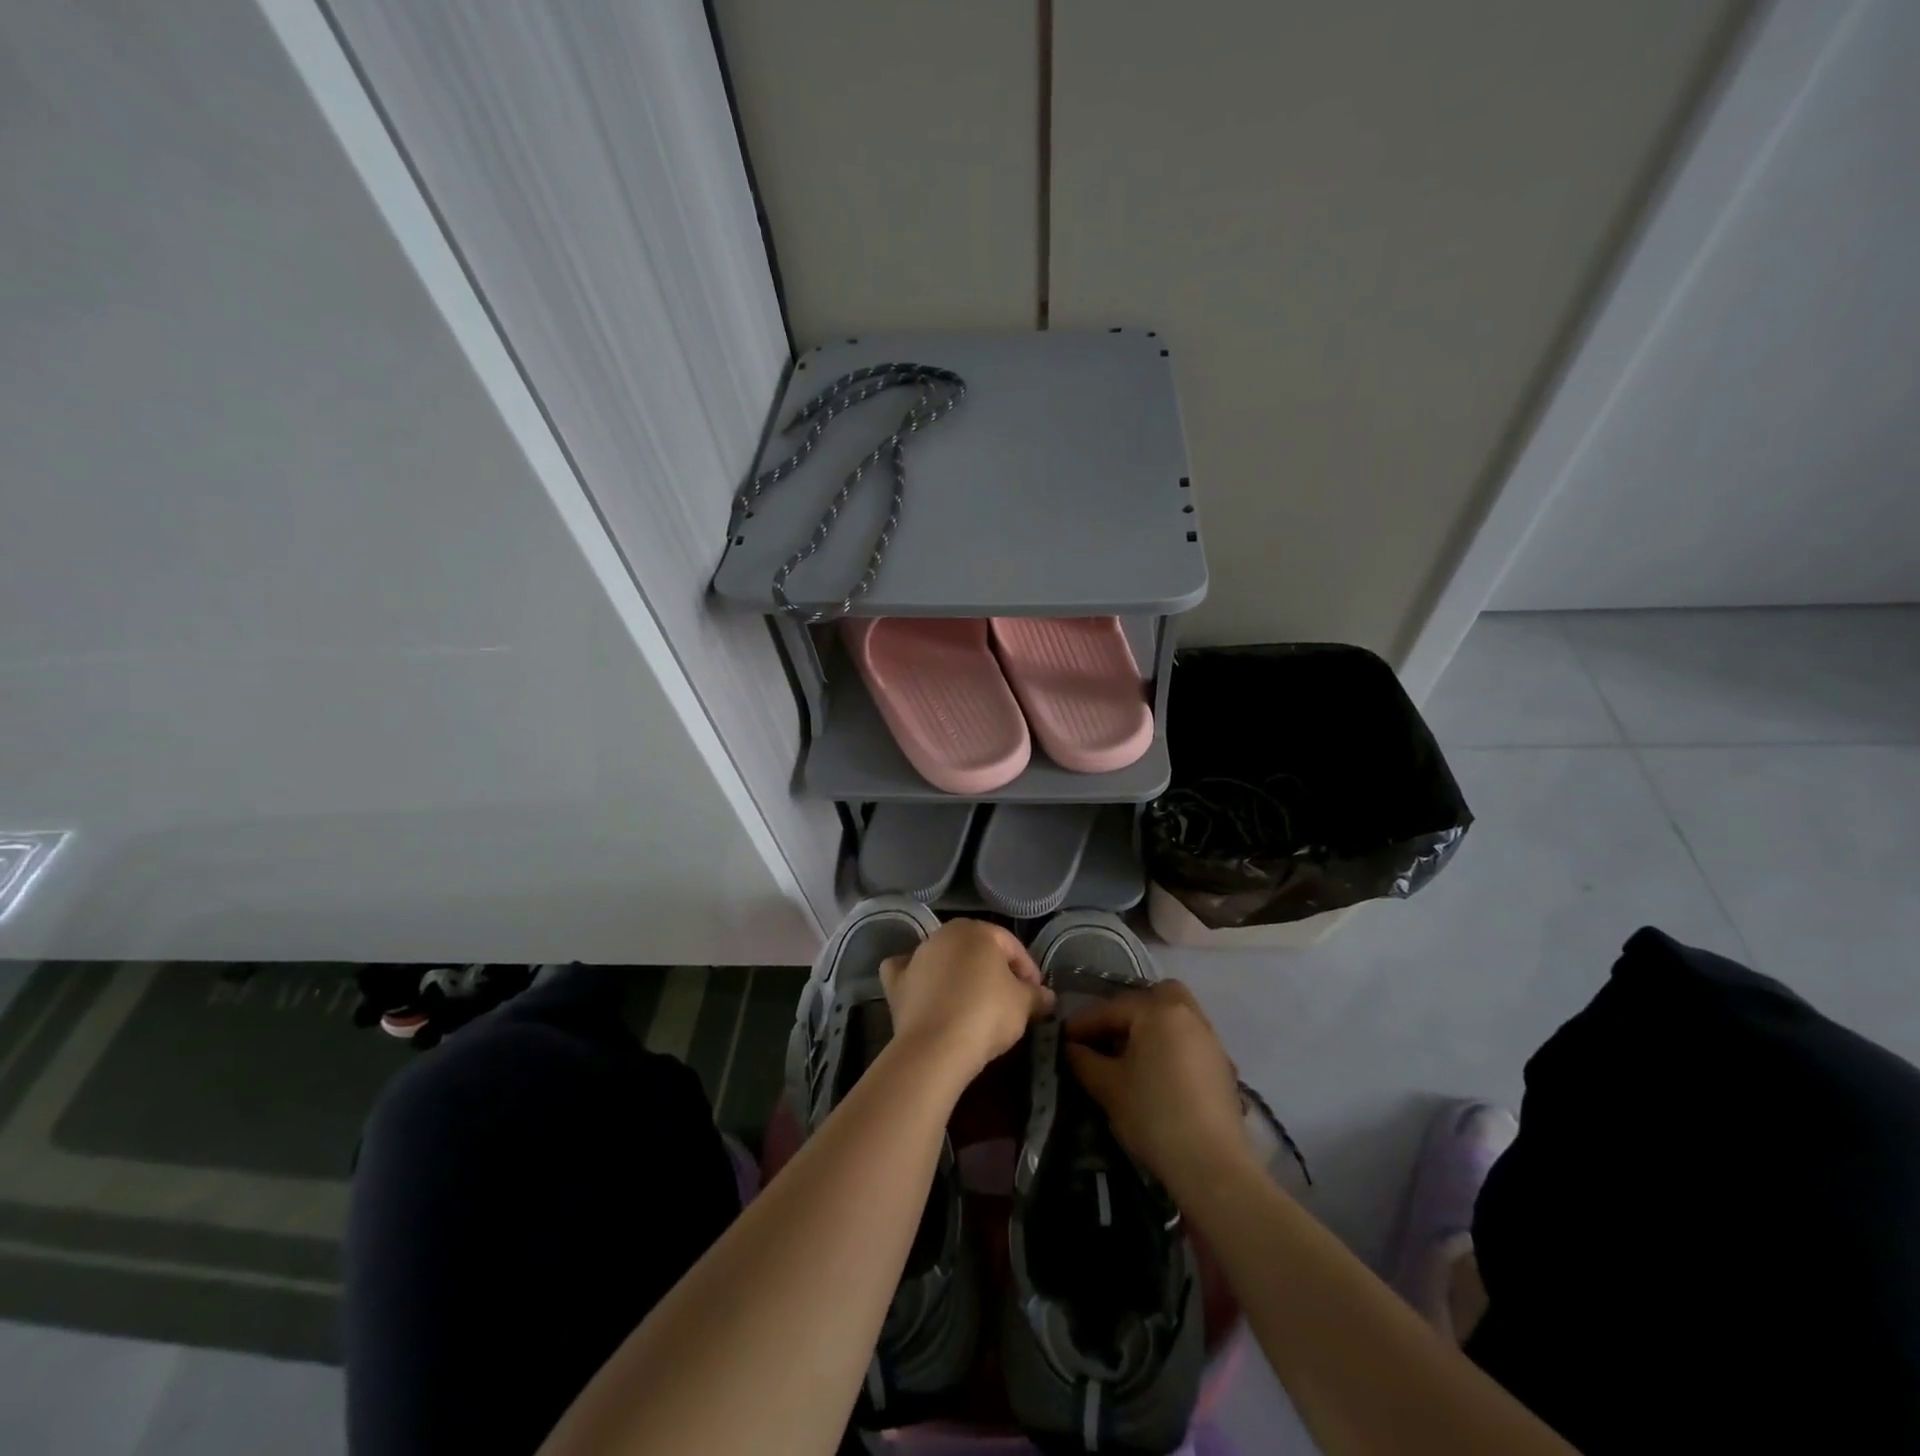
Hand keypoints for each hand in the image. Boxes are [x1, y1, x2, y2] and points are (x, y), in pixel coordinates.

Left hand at [881, 919, 1054, 1084]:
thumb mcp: (1024, 1004)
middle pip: (976, 950)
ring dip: (959, 976)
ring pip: (944, 959)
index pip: (1011, 945)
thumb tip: (1047, 997)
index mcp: (976, 930)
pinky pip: (908, 974)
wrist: (936, 1047)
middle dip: (994, 971)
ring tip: (975, 1006)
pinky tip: (926, 993)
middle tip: (1010, 999)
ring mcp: (916, 956)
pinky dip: (916, 979)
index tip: (1037, 995)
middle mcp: (943, 934)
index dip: (1028, 969)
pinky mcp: (896, 982)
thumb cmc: (987, 1014)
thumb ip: (1037, 996)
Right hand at [1065, 981, 1249, 1193]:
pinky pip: (1189, 1040)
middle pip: (1155, 996)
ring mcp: (1210, 1040)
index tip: (1063, 1037)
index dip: (1084, 1023)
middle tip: (1106, 1036)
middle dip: (1128, 1011)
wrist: (1212, 1165)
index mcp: (1159, 1011)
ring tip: (1128, 1056)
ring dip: (1151, 1028)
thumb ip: (1085, 1061)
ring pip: (1176, 1017)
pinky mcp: (1222, 1066)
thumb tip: (1072, 1048)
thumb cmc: (1154, 1115)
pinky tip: (1156, 1074)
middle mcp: (1188, 1015)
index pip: (1112, 1008)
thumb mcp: (1109, 1087)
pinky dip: (1170, 1046)